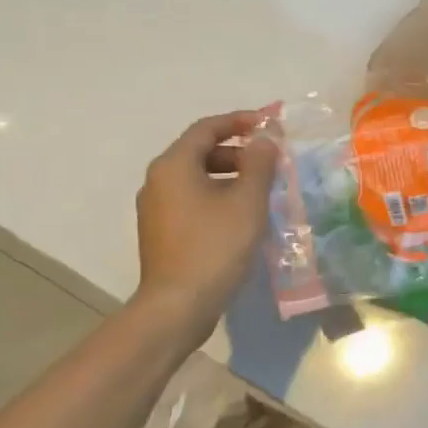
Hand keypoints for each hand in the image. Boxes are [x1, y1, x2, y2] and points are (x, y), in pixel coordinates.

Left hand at [132, 108, 279, 345]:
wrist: (177, 306)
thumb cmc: (215, 246)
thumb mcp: (247, 200)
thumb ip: (259, 163)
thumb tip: (265, 138)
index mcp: (174, 165)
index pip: (207, 128)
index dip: (240, 121)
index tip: (269, 125)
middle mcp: (158, 180)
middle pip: (201, 151)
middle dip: (239, 151)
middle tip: (271, 163)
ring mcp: (156, 208)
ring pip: (197, 177)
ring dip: (231, 175)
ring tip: (262, 190)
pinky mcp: (161, 232)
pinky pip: (192, 200)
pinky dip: (218, 196)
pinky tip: (242, 216)